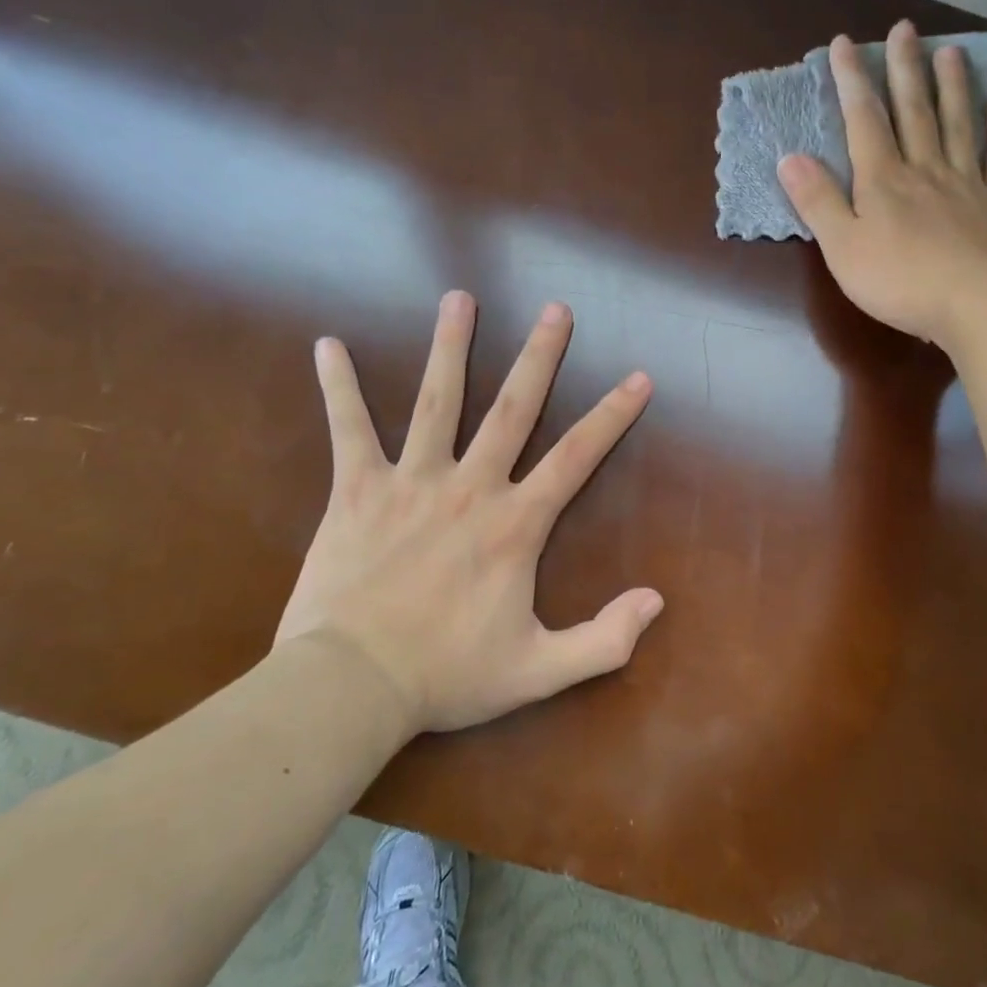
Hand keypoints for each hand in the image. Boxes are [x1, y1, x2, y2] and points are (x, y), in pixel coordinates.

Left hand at [274, 292, 660, 734]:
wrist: (350, 688)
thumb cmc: (447, 676)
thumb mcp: (539, 671)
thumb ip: (604, 640)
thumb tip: (657, 600)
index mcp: (515, 525)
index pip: (576, 457)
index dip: (612, 416)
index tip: (638, 378)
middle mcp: (470, 487)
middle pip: (513, 408)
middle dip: (539, 356)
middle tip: (555, 309)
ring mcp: (411, 482)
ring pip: (438, 401)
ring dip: (451, 346)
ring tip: (460, 298)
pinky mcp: (356, 490)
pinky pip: (349, 429)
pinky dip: (340, 386)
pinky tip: (329, 345)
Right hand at [777, 20, 986, 349]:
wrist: (974, 306)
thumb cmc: (898, 282)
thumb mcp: (841, 247)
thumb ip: (818, 201)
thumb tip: (789, 156)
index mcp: (882, 180)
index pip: (864, 121)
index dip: (852, 80)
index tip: (844, 43)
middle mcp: (925, 170)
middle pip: (914, 112)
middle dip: (905, 68)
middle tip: (905, 28)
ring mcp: (967, 185)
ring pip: (958, 126)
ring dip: (953, 88)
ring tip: (952, 51)